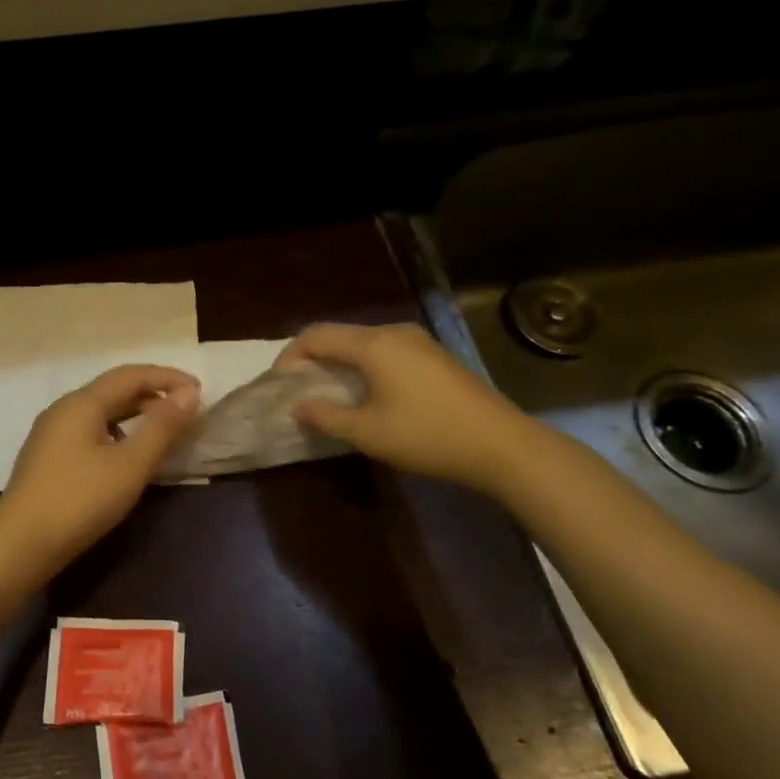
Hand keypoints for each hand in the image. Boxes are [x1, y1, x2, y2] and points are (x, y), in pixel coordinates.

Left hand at [0, 364, 199, 573]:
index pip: (131, 375)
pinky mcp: (47, 458)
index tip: (199, 391)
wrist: (19, 546)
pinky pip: (89, 431)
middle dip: (152, 395)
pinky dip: (117, 433)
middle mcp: (63, 410)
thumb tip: (188, 393)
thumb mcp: (130, 465)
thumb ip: (162, 427)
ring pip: (101, 412)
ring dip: (135, 415)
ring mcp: (50, 434)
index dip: (167, 377)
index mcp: (82, 403)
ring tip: (162, 432)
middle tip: (186, 412)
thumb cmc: (80, 501)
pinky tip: (126, 456)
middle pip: (114, 390)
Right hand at [278, 322, 533, 491]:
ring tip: (329, 393)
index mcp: (374, 344)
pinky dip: (365, 367)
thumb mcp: (368, 433)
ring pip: (365, 344)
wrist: (501, 445)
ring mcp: (419, 342)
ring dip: (340, 364)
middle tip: (299, 389)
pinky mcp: (435, 357)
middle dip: (314, 359)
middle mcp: (394, 333)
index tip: (278, 384)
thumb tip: (298, 407)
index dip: (291, 356)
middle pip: (341, 336)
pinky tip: (367, 394)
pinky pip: (386, 352)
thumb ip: (327, 417)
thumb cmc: (427, 435)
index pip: (317, 336)